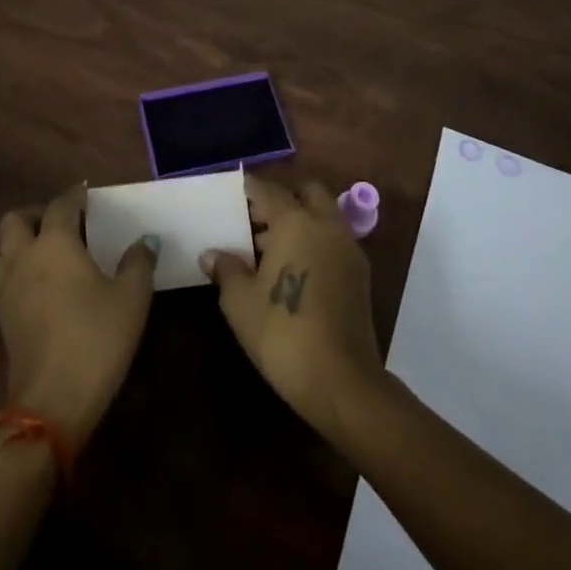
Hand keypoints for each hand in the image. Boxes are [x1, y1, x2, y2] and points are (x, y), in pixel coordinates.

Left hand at [0, 184, 156, 443]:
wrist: (52, 401)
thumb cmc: (96, 338)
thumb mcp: (131, 297)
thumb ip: (138, 262)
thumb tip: (144, 241)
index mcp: (54, 243)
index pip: (60, 205)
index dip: (75, 195)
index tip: (88, 193)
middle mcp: (24, 257)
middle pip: (15, 220)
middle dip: (37, 213)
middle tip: (65, 221)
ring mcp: (7, 289)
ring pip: (4, 249)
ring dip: (23, 241)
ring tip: (53, 251)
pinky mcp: (2, 318)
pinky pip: (5, 276)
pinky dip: (21, 268)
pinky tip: (45, 284)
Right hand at [200, 176, 384, 438]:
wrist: (340, 381)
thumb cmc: (282, 333)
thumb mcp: (240, 302)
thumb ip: (226, 270)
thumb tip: (211, 254)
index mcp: (295, 221)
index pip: (268, 189)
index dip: (248, 188)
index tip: (231, 193)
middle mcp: (326, 224)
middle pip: (306, 191)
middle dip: (282, 197)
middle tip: (255, 219)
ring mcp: (348, 247)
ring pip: (323, 215)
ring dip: (300, 219)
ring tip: (267, 248)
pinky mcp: (359, 273)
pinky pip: (333, 239)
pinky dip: (314, 240)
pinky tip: (293, 268)